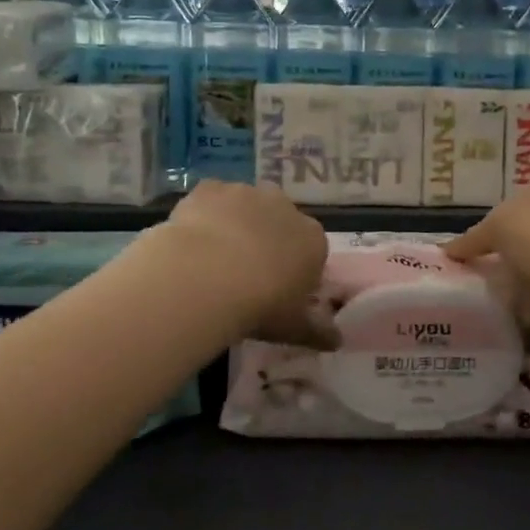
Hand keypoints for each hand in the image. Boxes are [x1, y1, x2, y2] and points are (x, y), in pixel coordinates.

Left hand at [157, 182, 334, 349]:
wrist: (207, 276)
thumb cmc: (260, 304)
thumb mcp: (293, 327)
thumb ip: (317, 332)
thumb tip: (337, 341)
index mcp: (312, 239)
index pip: (311, 250)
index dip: (294, 269)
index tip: (277, 291)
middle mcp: (284, 207)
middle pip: (279, 222)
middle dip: (266, 241)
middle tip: (244, 275)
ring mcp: (246, 193)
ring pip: (244, 207)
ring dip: (235, 225)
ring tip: (212, 260)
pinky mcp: (211, 188)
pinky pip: (211, 199)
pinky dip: (205, 214)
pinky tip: (192, 240)